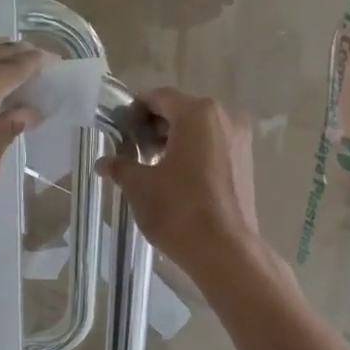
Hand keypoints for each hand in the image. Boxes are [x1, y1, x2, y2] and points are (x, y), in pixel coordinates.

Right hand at [98, 89, 265, 281]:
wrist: (224, 251)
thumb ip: (120, 166)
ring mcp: (240, 141)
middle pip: (181, 111)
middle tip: (132, 150)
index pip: (159, 98)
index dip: (134, 110)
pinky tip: (175, 179)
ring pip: (199, 131)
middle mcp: (224, 118)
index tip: (118, 130)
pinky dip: (193, 154)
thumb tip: (103, 163)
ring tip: (151, 167)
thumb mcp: (140, 186)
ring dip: (173, 141)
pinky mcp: (246, 163)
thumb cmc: (178, 210)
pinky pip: (213, 147)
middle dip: (154, 127)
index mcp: (198, 114)